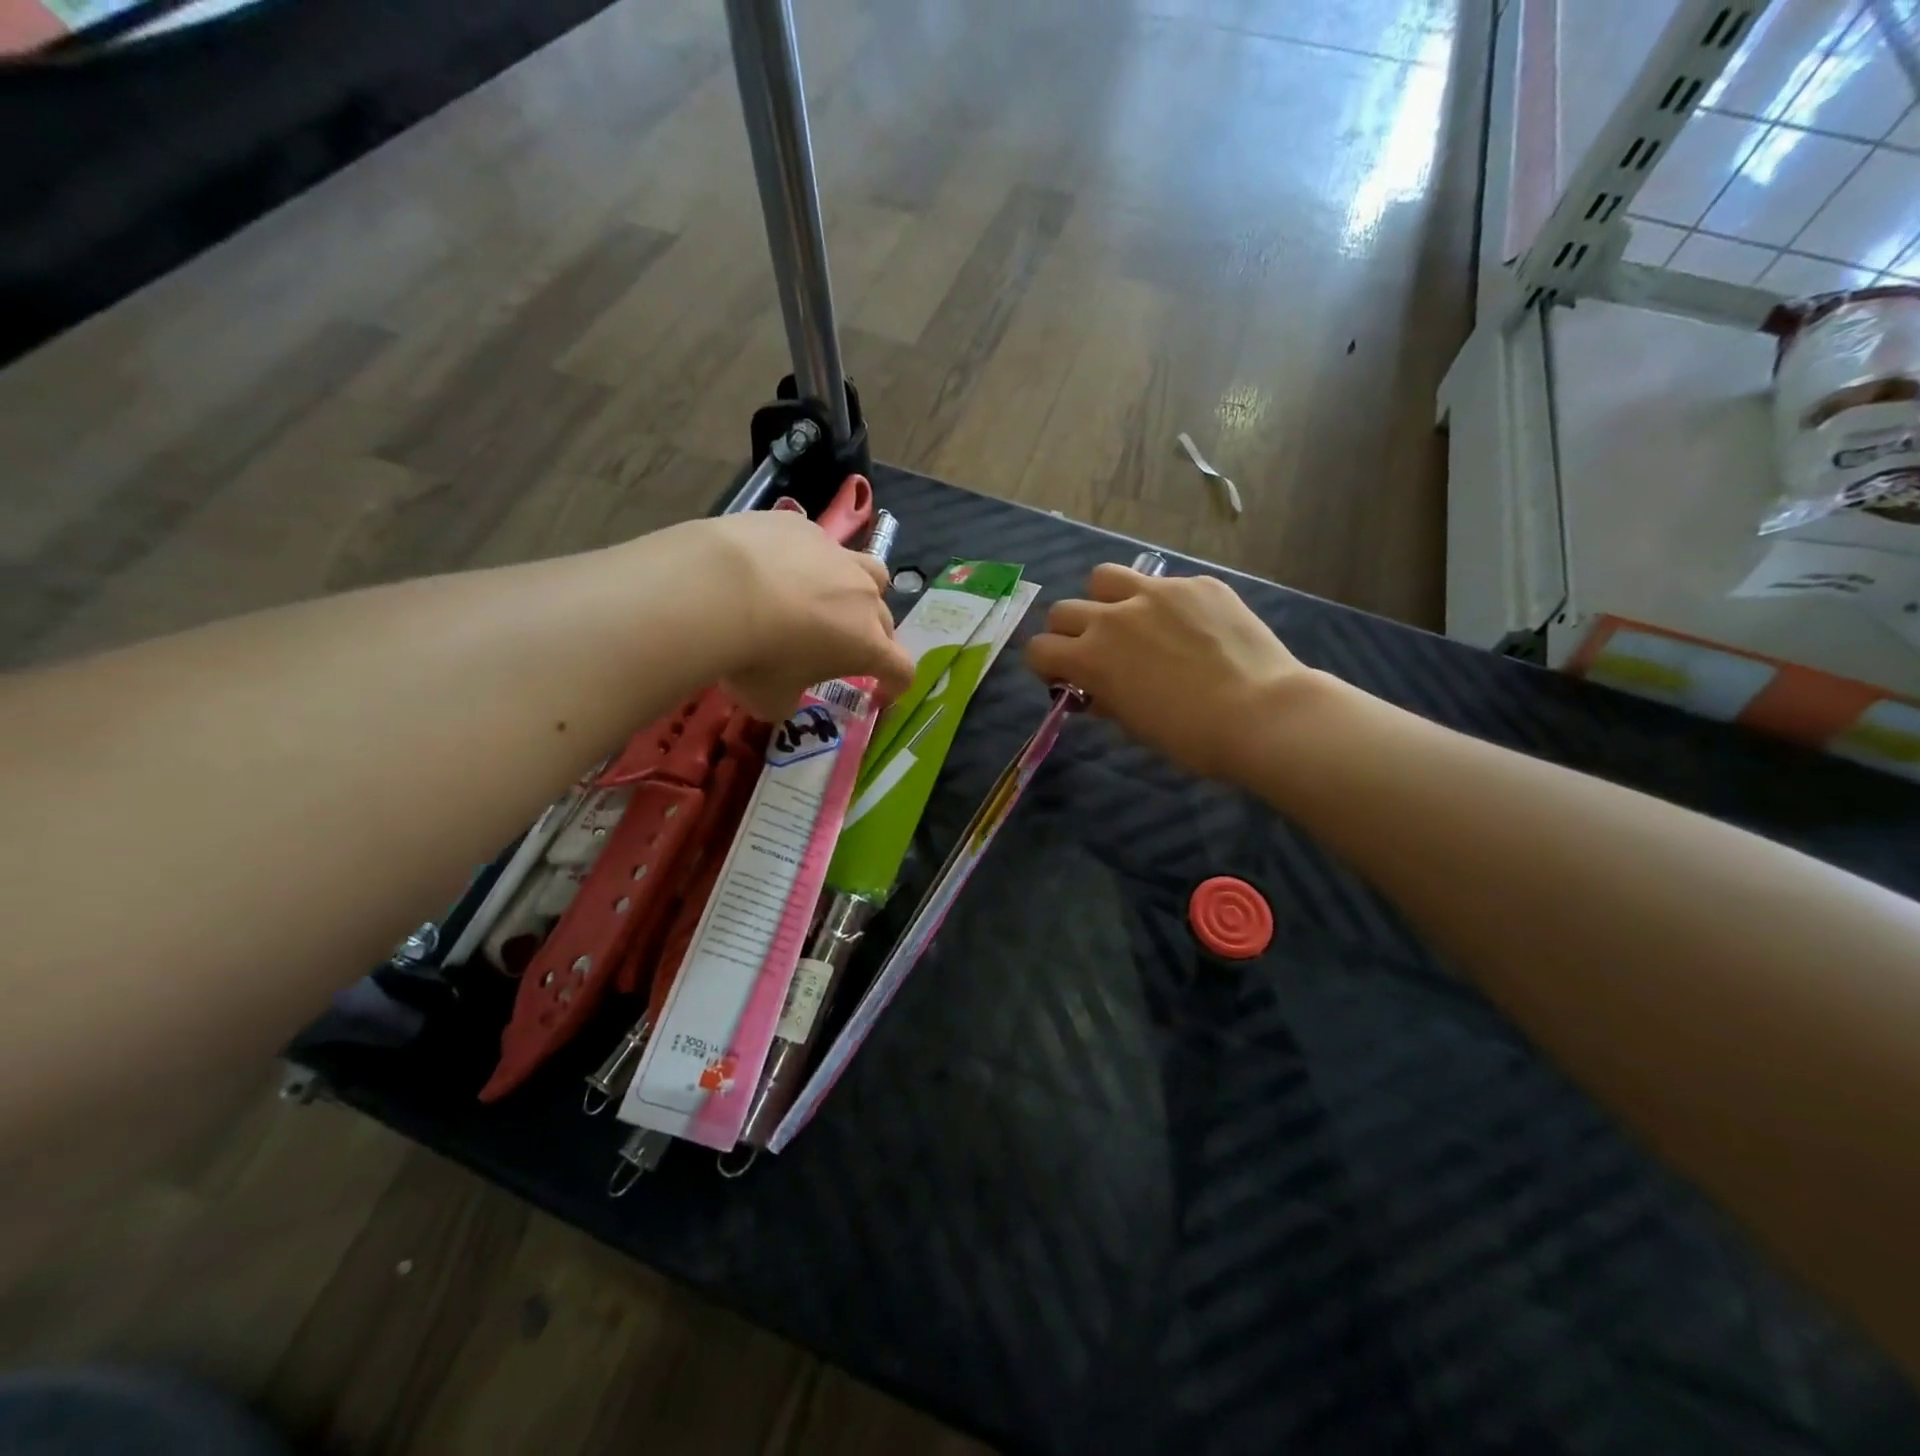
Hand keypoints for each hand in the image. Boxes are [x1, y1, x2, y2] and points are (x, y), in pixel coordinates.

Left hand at [691, 511, 913, 720]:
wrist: (714, 589)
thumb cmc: (754, 657)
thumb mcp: (770, 700)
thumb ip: (789, 700)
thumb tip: (785, 697)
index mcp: (866, 644)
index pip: (901, 669)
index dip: (895, 685)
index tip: (880, 695)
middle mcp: (862, 596)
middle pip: (886, 620)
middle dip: (873, 638)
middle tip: (842, 649)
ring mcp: (836, 555)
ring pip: (869, 571)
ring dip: (860, 589)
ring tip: (830, 597)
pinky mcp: (804, 527)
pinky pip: (818, 545)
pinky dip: (807, 560)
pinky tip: (775, 567)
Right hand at [1025, 563, 1314, 780]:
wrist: (1262, 714)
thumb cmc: (1191, 736)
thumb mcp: (1134, 725)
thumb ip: (1105, 697)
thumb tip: (1095, 689)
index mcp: (1092, 656)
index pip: (1038, 648)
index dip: (1046, 666)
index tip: (1065, 678)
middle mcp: (1113, 616)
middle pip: (1063, 610)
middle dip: (1069, 633)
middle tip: (1095, 652)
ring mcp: (1157, 592)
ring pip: (1105, 578)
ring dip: (1105, 599)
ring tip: (1131, 620)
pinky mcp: (1197, 584)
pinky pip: (1164, 584)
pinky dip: (1165, 603)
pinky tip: (1192, 627)